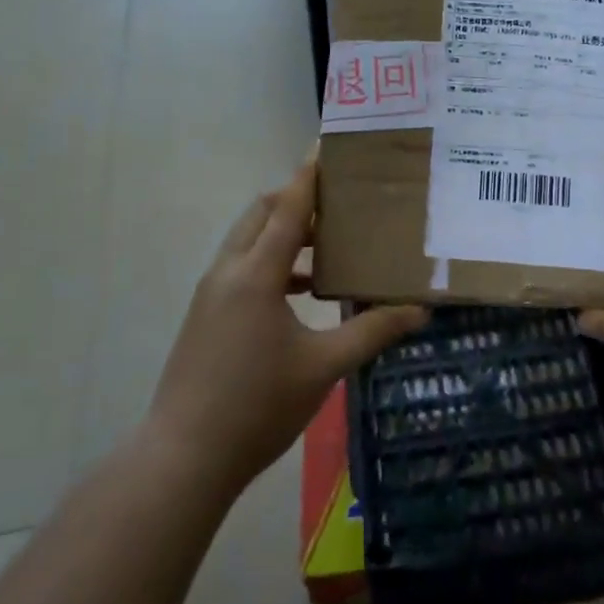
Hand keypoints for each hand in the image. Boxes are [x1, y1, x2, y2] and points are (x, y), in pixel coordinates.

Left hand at [145, 161, 427, 499]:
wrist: (183, 458)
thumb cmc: (257, 406)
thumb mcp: (324, 367)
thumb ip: (373, 331)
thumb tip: (420, 310)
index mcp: (256, 273)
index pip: (287, 207)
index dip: (309, 174)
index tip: (327, 145)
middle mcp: (228, 271)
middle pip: (261, 213)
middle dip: (296, 199)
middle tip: (340, 203)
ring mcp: (211, 293)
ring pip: (248, 241)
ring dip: (284, 233)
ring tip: (329, 248)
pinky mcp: (205, 315)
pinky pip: (241, 267)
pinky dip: (271, 263)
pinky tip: (303, 294)